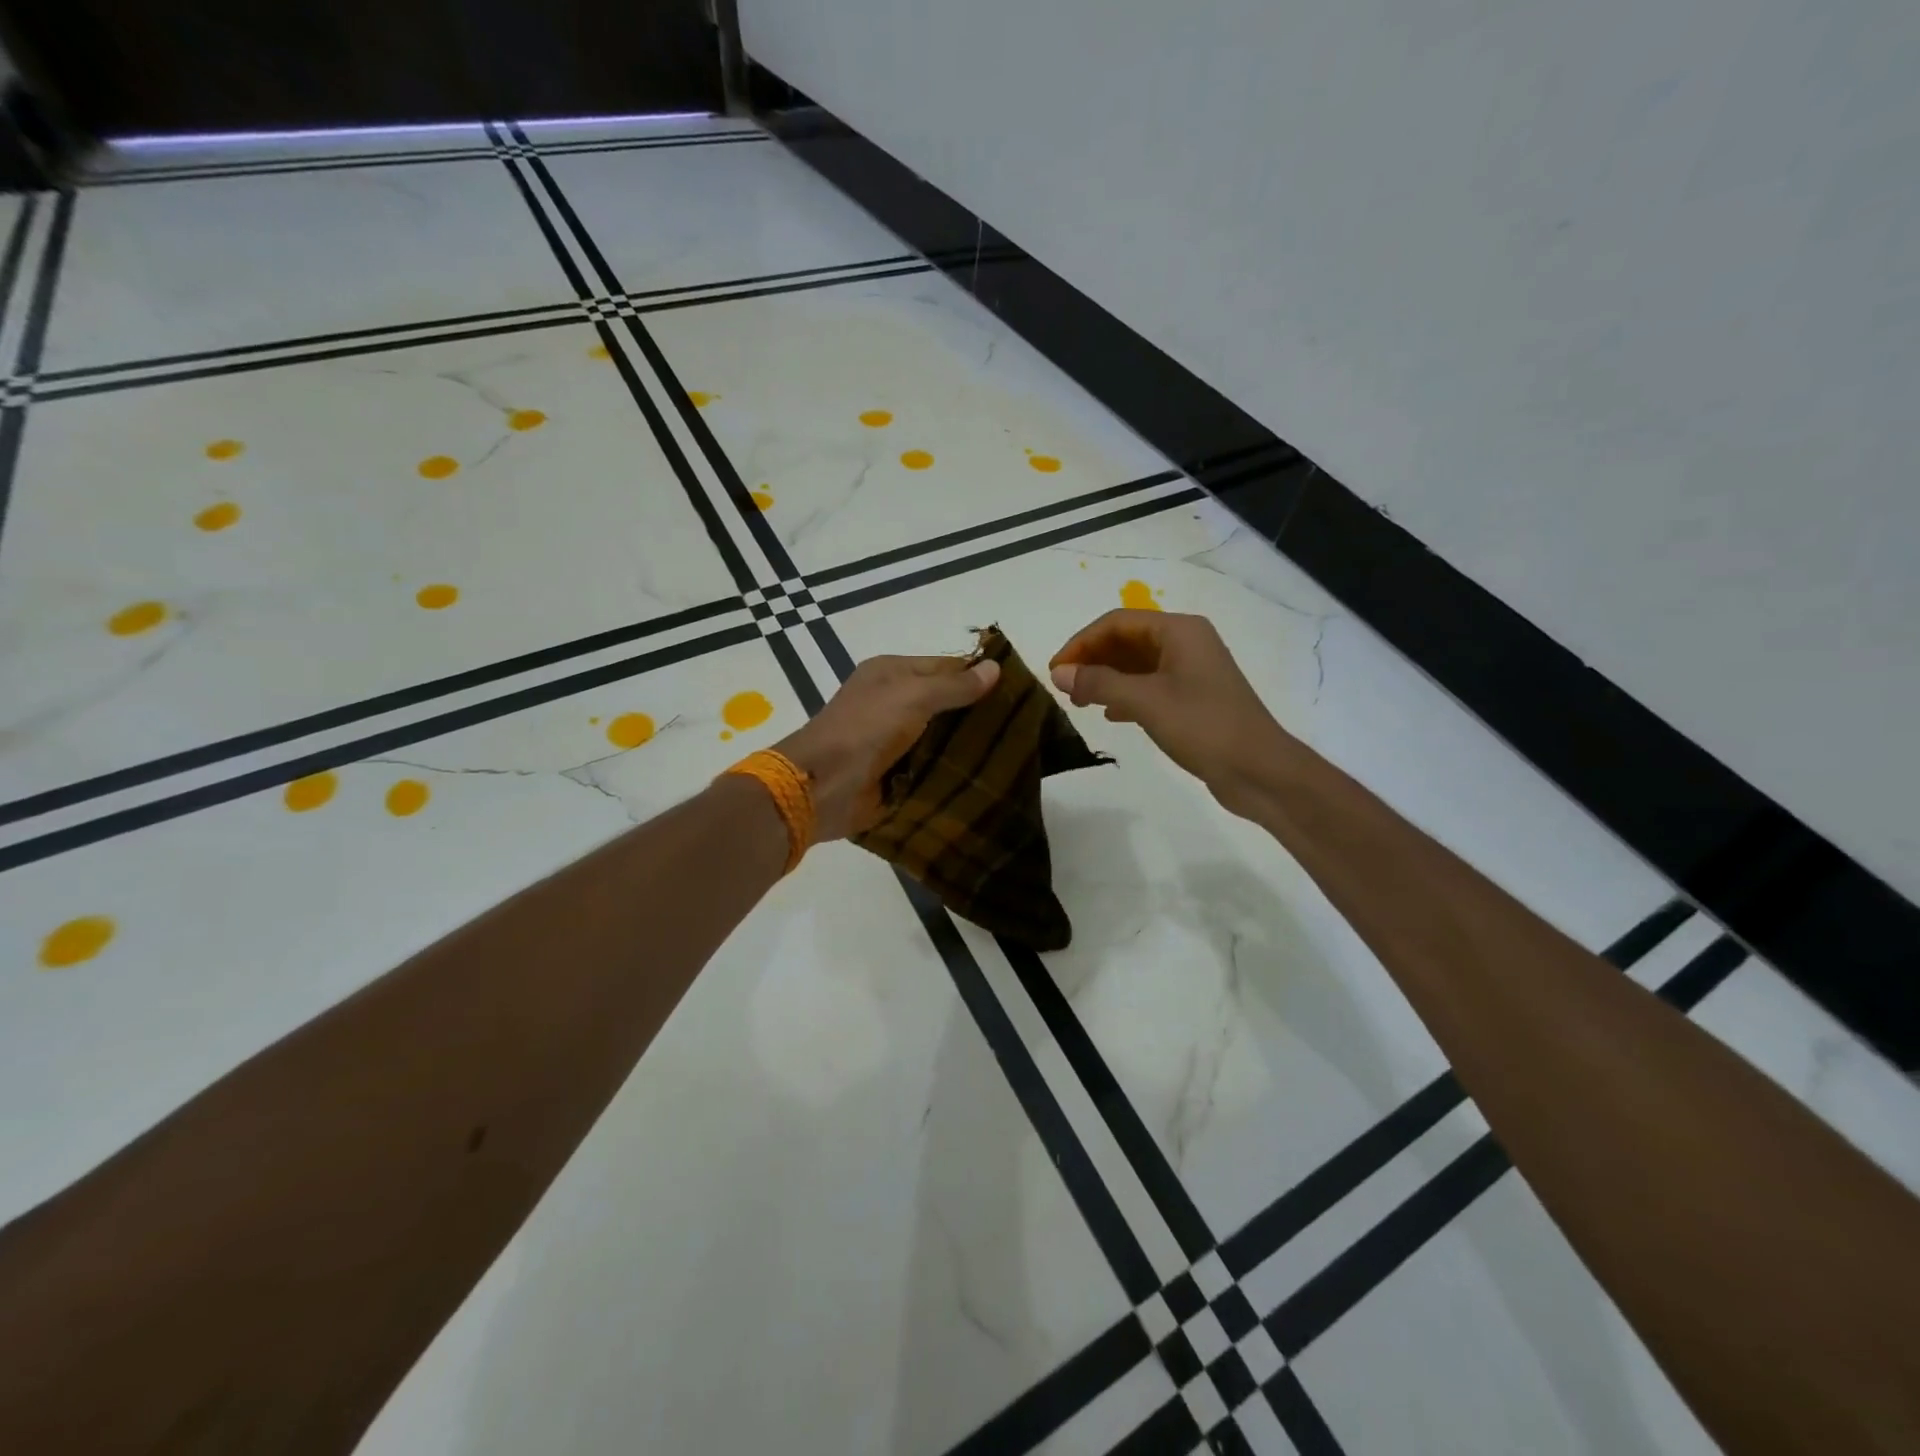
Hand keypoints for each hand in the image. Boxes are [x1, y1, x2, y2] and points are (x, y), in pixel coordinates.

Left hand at [775, 653, 1000, 840]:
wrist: (823, 786)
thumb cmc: (866, 729)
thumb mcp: (913, 696)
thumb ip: (954, 685)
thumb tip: (995, 667)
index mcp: (891, 673)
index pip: (945, 666)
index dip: (978, 675)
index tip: (1019, 691)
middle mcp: (893, 702)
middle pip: (945, 703)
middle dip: (978, 713)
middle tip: (1023, 725)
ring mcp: (894, 740)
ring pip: (942, 737)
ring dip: (969, 745)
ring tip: (1015, 751)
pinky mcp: (896, 773)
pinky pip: (932, 766)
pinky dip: (953, 770)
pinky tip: (987, 775)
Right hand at [1049, 610, 1289, 813]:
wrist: (1259, 771)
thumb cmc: (1203, 726)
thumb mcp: (1145, 701)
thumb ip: (1098, 683)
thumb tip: (1058, 673)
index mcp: (1180, 630)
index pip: (1117, 622)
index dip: (1081, 642)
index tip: (1055, 669)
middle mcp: (1187, 643)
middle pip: (1127, 640)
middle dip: (1093, 660)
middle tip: (1064, 688)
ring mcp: (1192, 671)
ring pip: (1137, 664)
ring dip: (1106, 678)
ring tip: (1080, 703)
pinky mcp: (1194, 698)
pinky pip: (1150, 686)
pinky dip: (1125, 695)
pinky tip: (1109, 714)